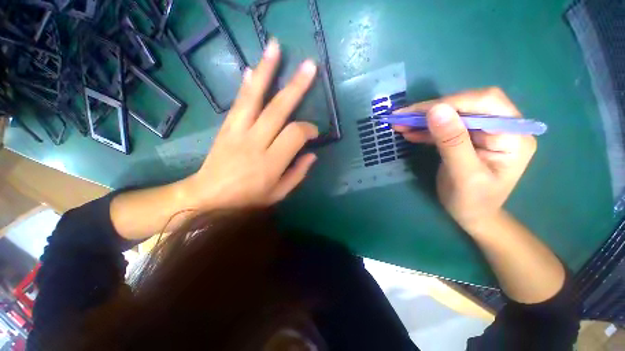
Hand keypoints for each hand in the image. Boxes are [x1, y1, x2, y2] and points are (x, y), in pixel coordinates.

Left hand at [183, 39, 319, 209]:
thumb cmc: (247, 199)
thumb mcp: (278, 194)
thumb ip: (297, 174)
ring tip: (275, 48)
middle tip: (310, 66)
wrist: (208, 197)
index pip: (295, 135)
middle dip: (296, 87)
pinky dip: (246, 85)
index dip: (309, 129)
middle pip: (278, 110)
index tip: (314, 132)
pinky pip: (238, 103)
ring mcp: (238, 132)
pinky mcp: (226, 128)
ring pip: (254, 98)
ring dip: (266, 71)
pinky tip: (252, 69)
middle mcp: (255, 143)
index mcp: (271, 163)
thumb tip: (312, 155)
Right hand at [394, 87, 536, 230]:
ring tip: (399, 124)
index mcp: (512, 135)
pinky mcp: (466, 137)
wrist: (472, 215)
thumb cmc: (473, 202)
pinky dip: (425, 129)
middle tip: (402, 117)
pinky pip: (445, 127)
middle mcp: (501, 127)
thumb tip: (436, 110)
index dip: (450, 103)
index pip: (485, 103)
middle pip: (466, 104)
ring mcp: (483, 132)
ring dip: (424, 118)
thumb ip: (452, 142)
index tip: (416, 113)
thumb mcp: (464, 175)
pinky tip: (409, 132)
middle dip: (432, 109)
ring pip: (452, 114)